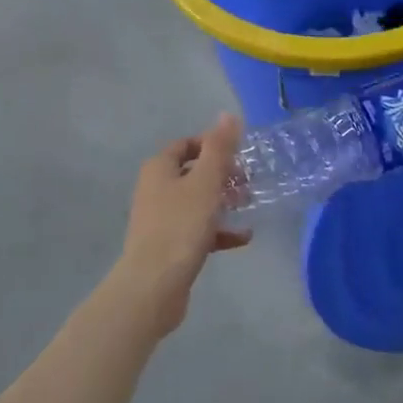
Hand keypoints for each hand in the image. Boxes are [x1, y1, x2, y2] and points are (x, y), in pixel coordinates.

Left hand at [113, 113, 248, 336]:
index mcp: (159, 168)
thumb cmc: (180, 226)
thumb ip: (219, 148)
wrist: (153, 286)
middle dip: (222, 175)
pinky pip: (196, 229)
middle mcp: (155, 189)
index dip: (212, 146)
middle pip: (192, 173)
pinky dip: (218, 230)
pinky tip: (243, 238)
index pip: (187, 144)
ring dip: (222, 202)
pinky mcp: (168, 246)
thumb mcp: (206, 182)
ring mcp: (160, 219)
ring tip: (249, 206)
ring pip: (196, 202)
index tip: (239, 156)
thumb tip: (228, 115)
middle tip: (248, 182)